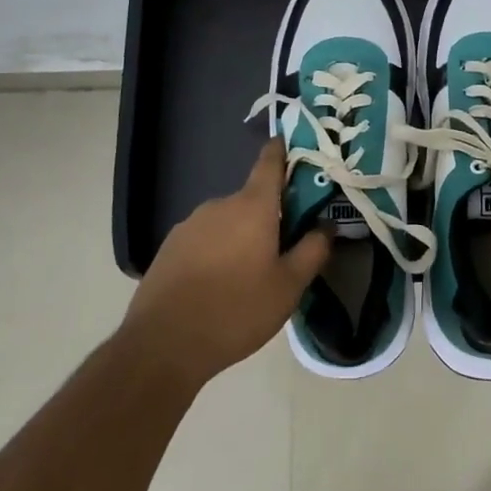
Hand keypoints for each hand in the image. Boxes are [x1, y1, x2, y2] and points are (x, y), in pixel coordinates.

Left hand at [122, 140, 330, 389]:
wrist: (163, 344)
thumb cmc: (236, 310)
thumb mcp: (288, 287)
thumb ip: (313, 251)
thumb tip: (328, 225)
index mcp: (252, 205)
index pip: (270, 162)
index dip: (283, 151)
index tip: (296, 147)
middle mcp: (220, 204)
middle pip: (252, 199)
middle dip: (269, 215)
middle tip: (285, 246)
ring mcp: (190, 224)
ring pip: (228, 221)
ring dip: (241, 236)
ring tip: (250, 274)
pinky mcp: (170, 246)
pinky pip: (205, 238)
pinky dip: (216, 251)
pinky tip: (218, 284)